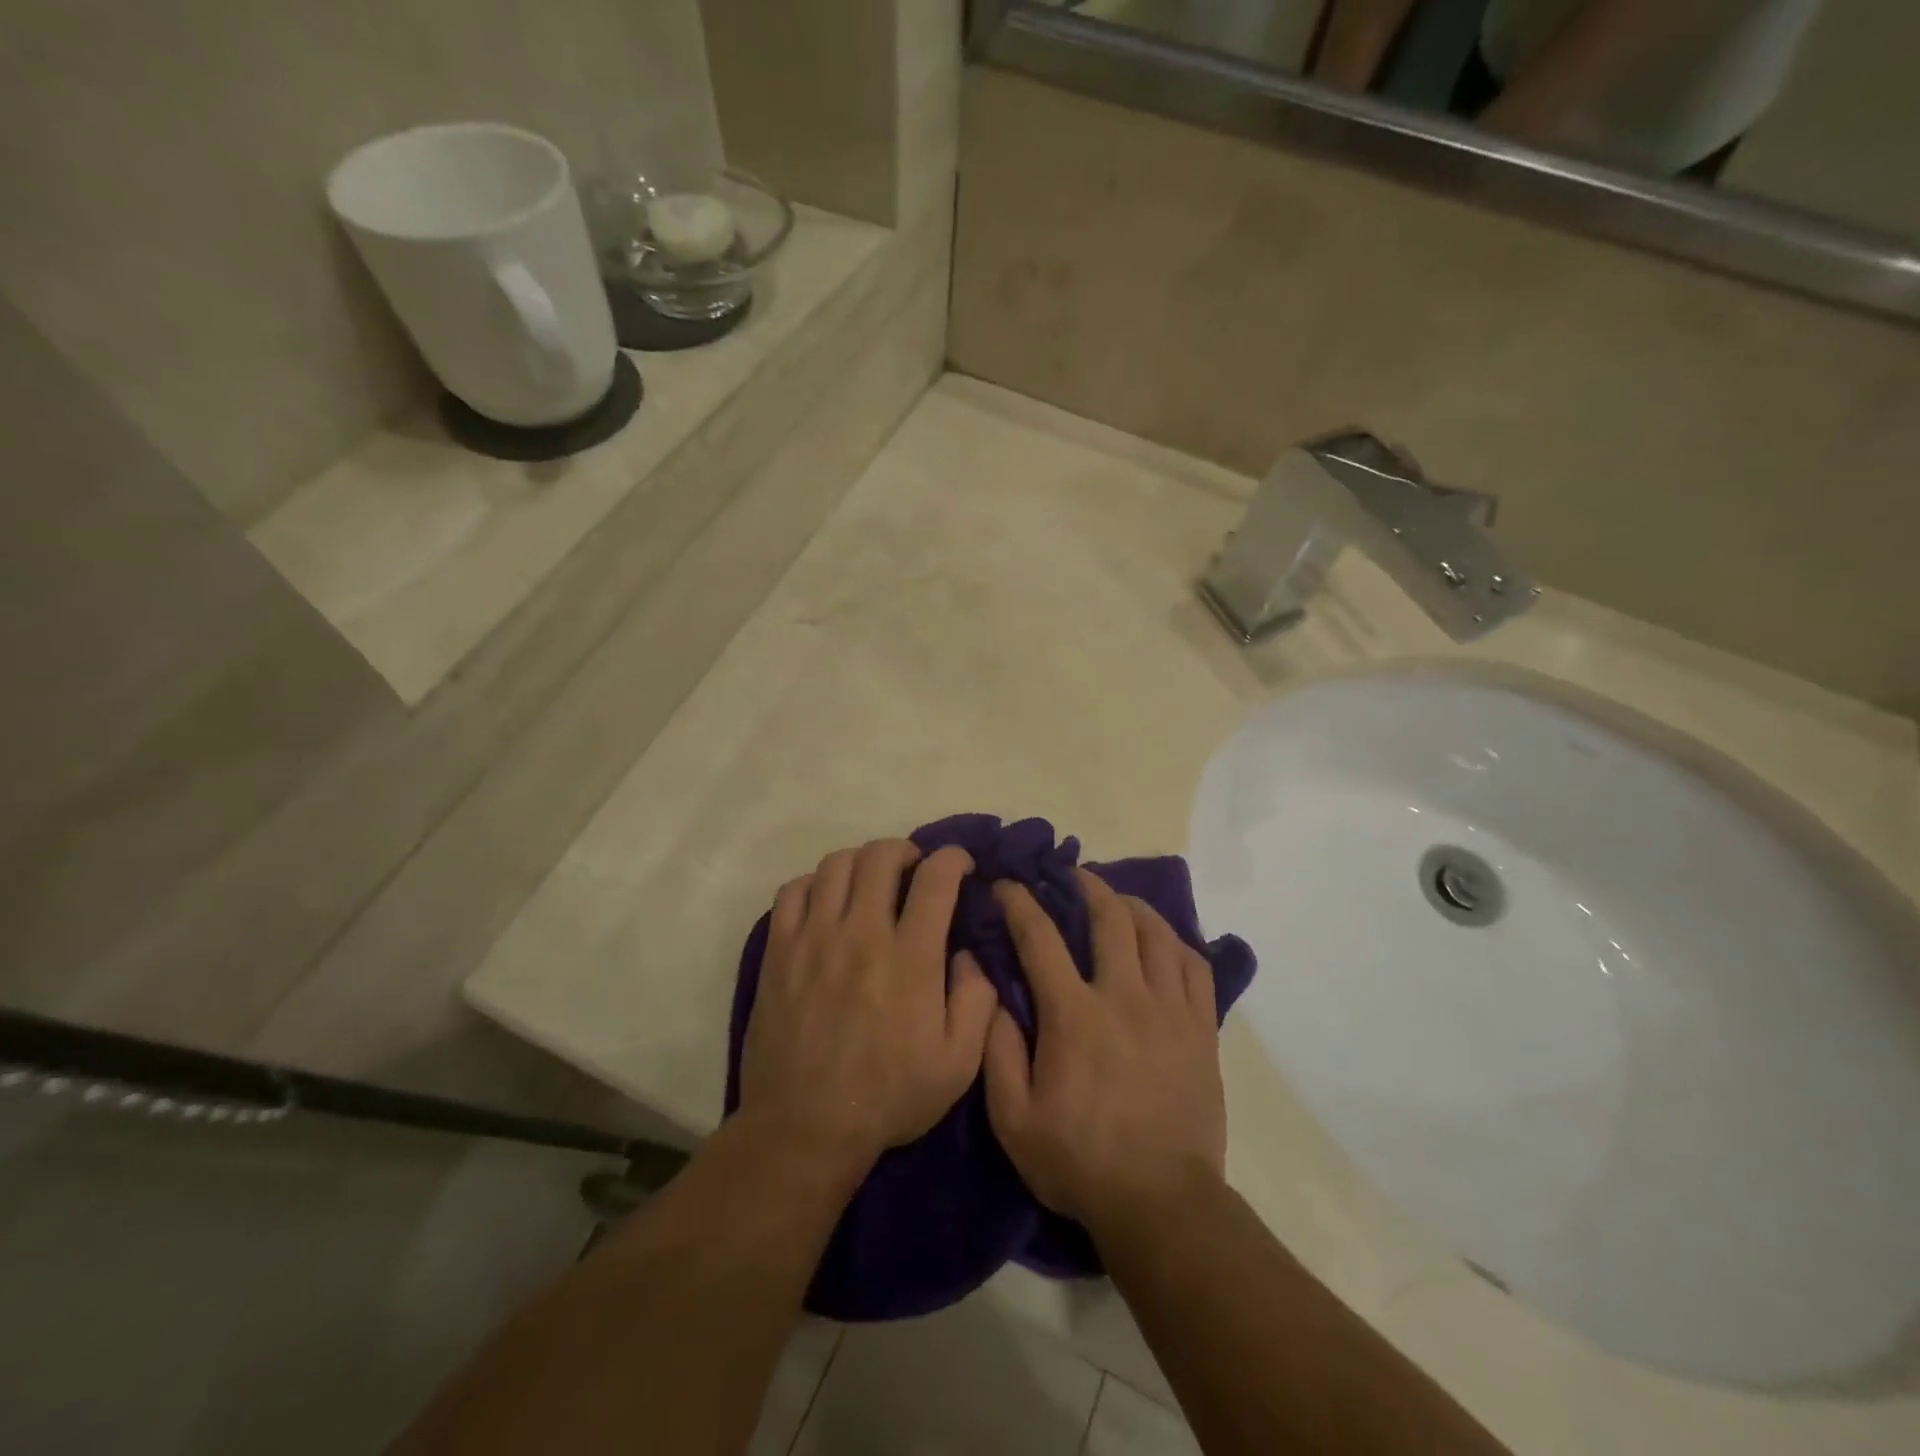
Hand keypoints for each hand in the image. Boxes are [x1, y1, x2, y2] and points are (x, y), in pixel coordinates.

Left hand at [739, 840, 996, 1168]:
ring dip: (861, 863)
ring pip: (835, 864)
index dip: (953, 858)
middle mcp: (862, 933)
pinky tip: (826, 904)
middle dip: (905, 850)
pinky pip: (791, 891)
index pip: (935, 878)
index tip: (959, 864)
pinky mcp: (779, 951)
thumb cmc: (888, 1097)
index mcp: (910, 957)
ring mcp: (814, 938)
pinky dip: (814, 884)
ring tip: (870, 883)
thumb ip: (977, 1001)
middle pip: (881, 856)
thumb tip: (968, 953)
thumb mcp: (958, 1064)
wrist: (805, 1128)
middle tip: (913, 871)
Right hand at [983, 869, 1227, 1228]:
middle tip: (1070, 875)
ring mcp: (1170, 1009)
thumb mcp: (1013, 1118)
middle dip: (1085, 885)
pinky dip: (1175, 940)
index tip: (1007, 885)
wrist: (1161, 1204)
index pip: (1041, 937)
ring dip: (1131, 904)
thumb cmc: (1079, 1161)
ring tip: (1115, 899)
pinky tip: (1161, 940)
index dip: (1020, 903)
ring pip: (1156, 931)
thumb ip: (996, 1049)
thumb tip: (990, 992)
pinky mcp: (1202, 1028)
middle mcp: (1124, 997)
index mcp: (1074, 1015)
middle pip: (1109, 917)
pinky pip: (1195, 964)